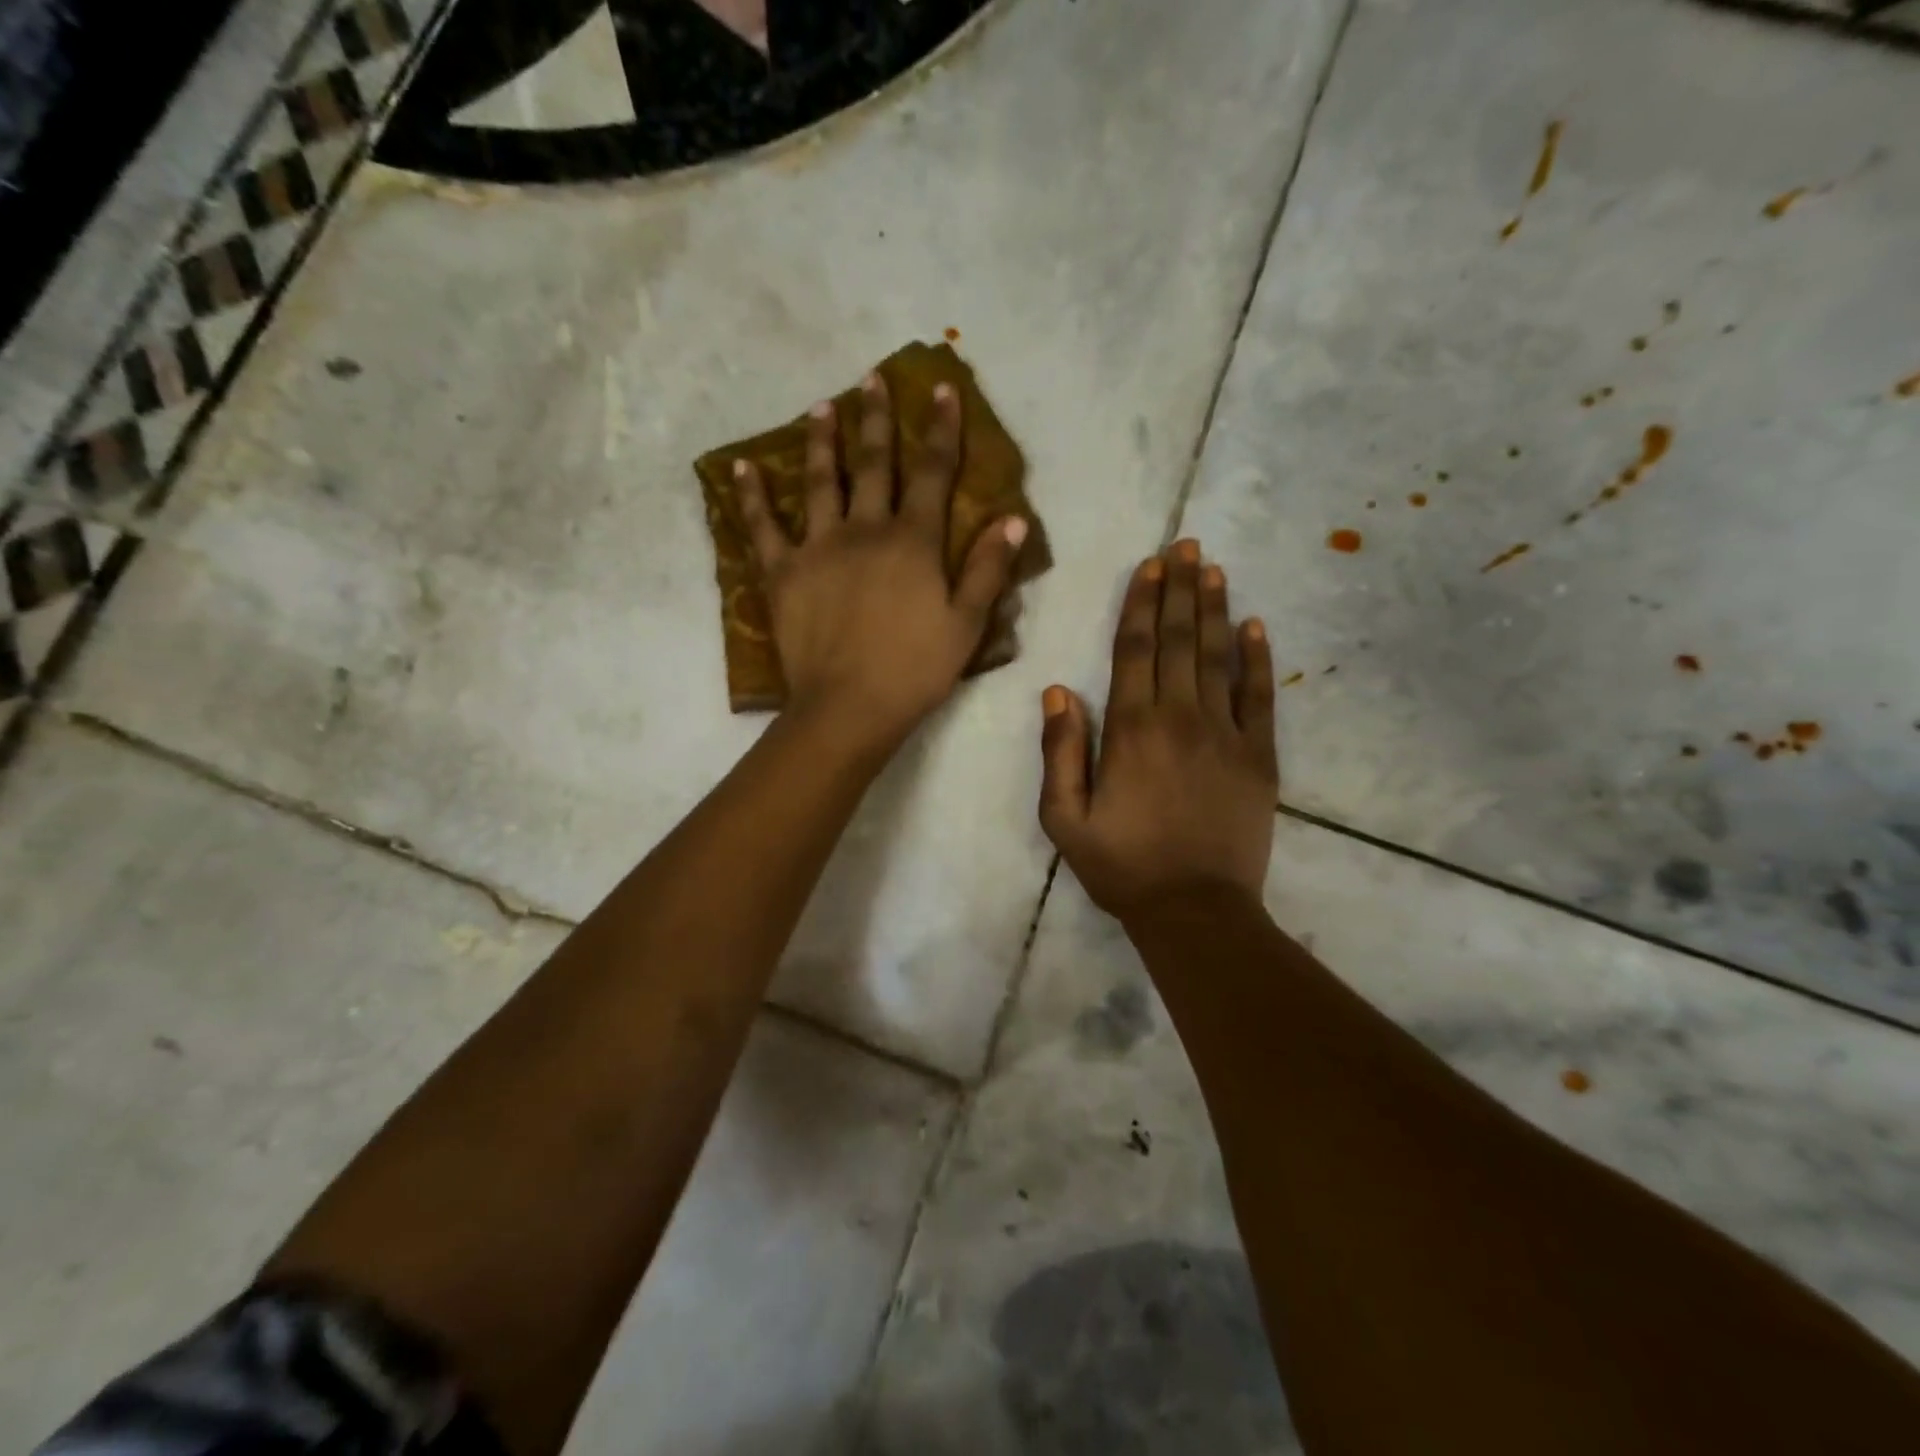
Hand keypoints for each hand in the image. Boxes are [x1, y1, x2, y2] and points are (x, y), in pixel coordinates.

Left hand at [732, 374, 1025, 753]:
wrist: (848, 707)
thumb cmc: (915, 670)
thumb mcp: (967, 624)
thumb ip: (988, 569)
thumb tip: (1012, 518)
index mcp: (913, 541)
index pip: (932, 472)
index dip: (940, 429)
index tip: (942, 390)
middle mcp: (865, 530)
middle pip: (872, 464)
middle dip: (876, 419)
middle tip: (871, 379)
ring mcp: (818, 547)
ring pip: (819, 482)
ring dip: (821, 441)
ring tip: (821, 406)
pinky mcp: (782, 573)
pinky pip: (763, 527)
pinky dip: (752, 497)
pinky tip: (742, 468)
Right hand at [1038, 539, 1278, 920]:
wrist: (1195, 910)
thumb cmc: (1121, 866)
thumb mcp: (1065, 818)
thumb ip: (1060, 752)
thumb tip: (1058, 691)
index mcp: (1131, 729)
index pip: (1135, 650)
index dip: (1141, 604)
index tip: (1149, 566)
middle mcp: (1180, 717)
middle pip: (1179, 640)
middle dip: (1181, 589)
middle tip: (1187, 545)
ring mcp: (1226, 734)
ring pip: (1219, 657)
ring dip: (1215, 609)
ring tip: (1214, 569)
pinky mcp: (1259, 757)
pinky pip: (1260, 697)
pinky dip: (1257, 659)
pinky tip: (1255, 626)